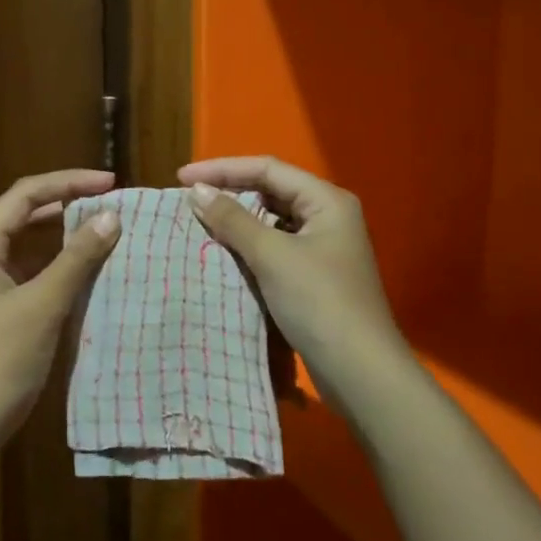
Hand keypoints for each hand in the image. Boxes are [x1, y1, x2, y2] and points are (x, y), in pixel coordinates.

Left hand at [0, 169, 122, 455]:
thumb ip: (77, 258)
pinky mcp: (0, 307)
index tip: (111, 183)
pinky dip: (62, 265)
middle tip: (113, 204)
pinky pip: (34, 272)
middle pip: (26, 214)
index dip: (68, 182)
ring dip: (67, 235)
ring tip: (108, 230)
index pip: (26, 194)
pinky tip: (91, 270)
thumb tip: (112, 216)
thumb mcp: (42, 306)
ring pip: (31, 244)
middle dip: (69, 204)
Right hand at [179, 155, 407, 403]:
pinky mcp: (315, 276)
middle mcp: (328, 217)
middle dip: (230, 193)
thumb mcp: (272, 256)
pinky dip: (249, 247)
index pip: (267, 169)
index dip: (222, 169)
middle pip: (271, 191)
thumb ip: (233, 220)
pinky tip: (223, 255)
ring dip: (237, 222)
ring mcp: (323, 248)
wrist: (360, 371)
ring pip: (272, 222)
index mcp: (326, 201)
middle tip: (188, 201)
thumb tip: (198, 191)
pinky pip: (275, 248)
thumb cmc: (318, 302)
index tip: (181, 178)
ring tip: (199, 224)